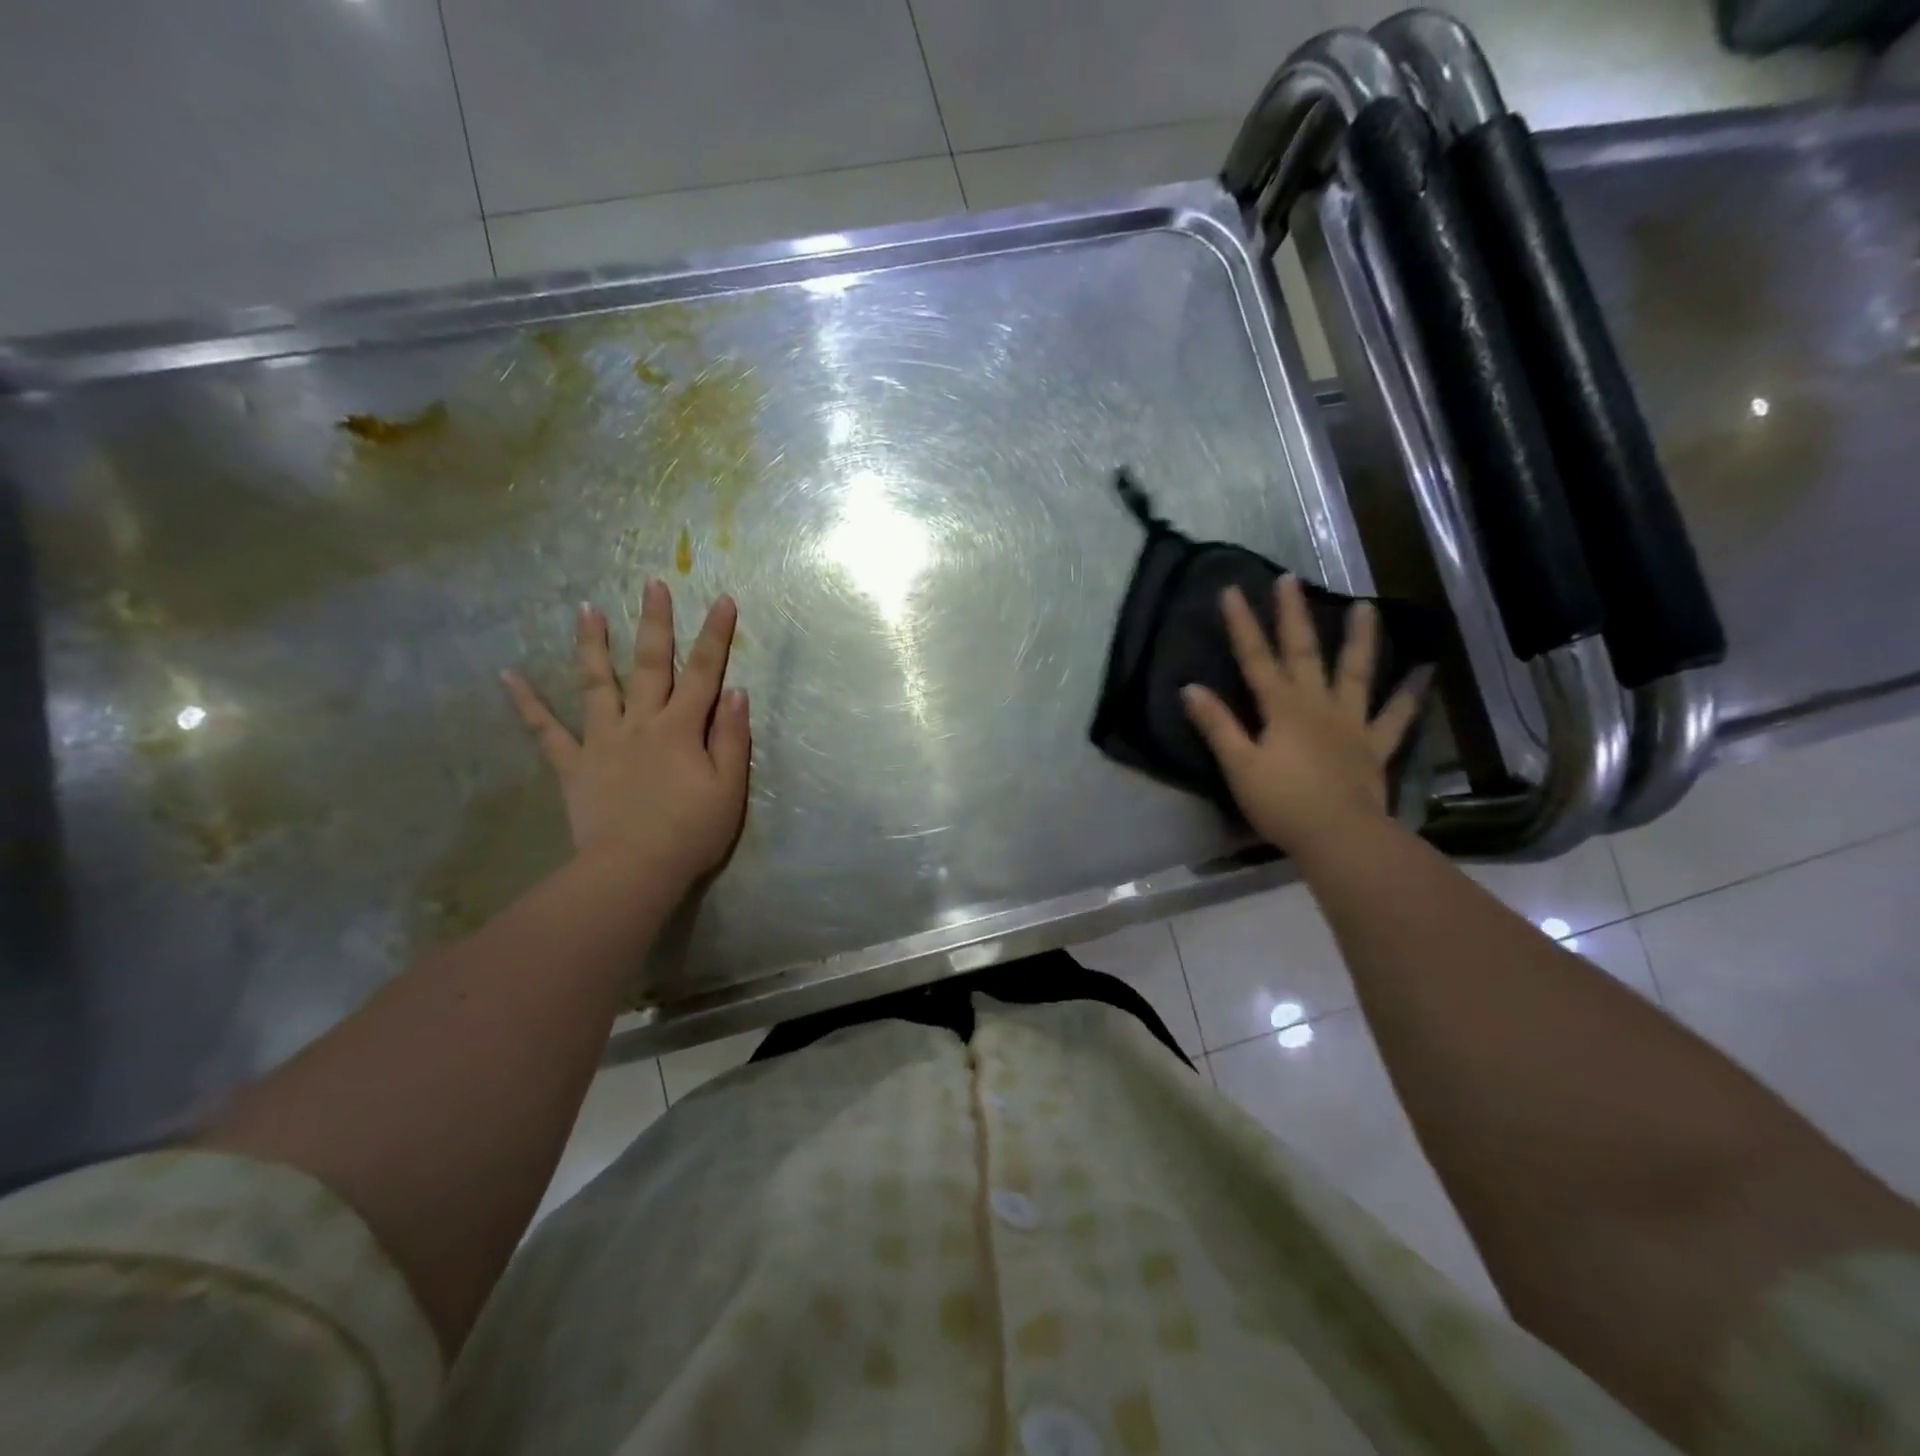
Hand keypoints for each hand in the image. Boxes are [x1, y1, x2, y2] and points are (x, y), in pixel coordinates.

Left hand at [503, 580, 749, 893]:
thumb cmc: (691, 831)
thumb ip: (732, 737)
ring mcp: (602, 741)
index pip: (704, 672)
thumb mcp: (729, 787)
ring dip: (592, 645)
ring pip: (597, 684)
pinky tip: (509, 676)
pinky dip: (527, 704)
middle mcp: (641, 722)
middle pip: (650, 664)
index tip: (723, 598)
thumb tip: (734, 691)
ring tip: (587, 610)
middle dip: (655, 622)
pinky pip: (546, 731)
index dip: (716, 635)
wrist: (634, 870)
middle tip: (652, 583)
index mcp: (681, 728)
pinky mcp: (574, 765)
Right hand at [1182, 576, 1426, 856]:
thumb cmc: (1282, 803)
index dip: (1242, 625)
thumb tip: (1189, 688)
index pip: (1255, 658)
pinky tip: (1424, 673)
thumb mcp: (1239, 766)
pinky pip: (1396, 716)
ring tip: (1366, 607)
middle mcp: (1317, 705)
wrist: (1339, 836)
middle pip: (1303, 652)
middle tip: (1290, 580)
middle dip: (1293, 615)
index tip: (1232, 590)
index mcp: (1281, 708)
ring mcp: (1351, 723)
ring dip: (1359, 639)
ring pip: (1356, 673)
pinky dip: (1410, 695)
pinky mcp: (1374, 746)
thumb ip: (1217, 726)